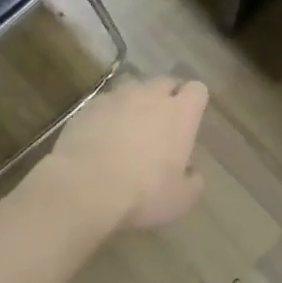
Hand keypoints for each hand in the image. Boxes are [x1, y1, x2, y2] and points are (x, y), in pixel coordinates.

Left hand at [40, 77, 209, 231]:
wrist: (84, 188)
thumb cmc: (142, 194)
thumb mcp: (180, 200)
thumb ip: (193, 182)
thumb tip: (191, 172)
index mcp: (180, 114)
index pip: (197, 90)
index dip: (195, 102)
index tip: (190, 120)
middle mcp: (150, 96)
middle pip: (165, 82)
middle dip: (167, 97)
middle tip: (162, 124)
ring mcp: (117, 98)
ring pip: (133, 89)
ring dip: (136, 103)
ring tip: (129, 129)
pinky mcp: (88, 106)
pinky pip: (106, 103)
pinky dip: (108, 114)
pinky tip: (101, 137)